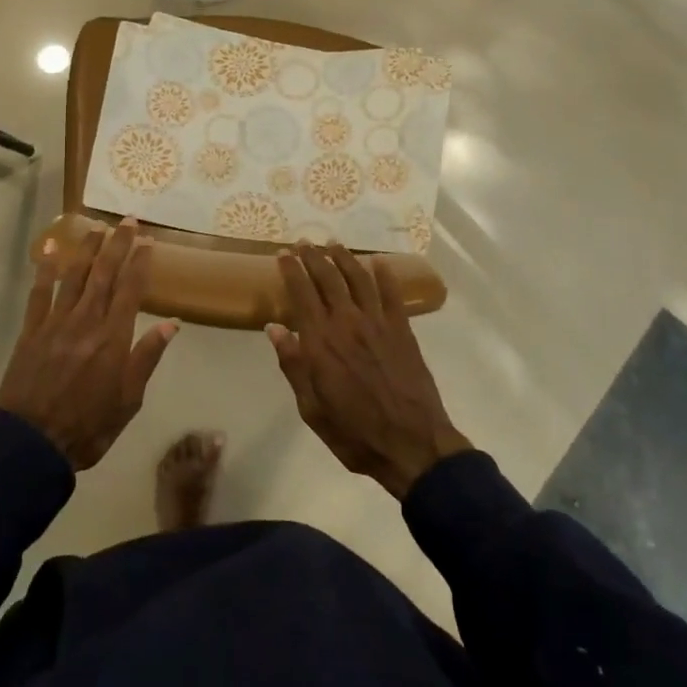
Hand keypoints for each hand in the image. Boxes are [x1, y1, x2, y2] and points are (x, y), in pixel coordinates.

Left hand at [0, 219, 177, 469]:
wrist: (31, 444)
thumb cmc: (88, 426)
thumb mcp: (129, 400)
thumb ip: (146, 358)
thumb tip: (170, 323)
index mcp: (113, 338)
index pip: (131, 290)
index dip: (140, 262)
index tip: (148, 240)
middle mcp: (86, 321)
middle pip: (104, 274)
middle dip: (117, 245)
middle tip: (127, 221)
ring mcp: (56, 323)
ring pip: (74, 276)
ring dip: (87, 249)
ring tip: (96, 227)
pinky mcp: (31, 331)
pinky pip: (39, 294)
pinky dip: (45, 270)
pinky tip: (50, 250)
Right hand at [267, 242, 469, 498]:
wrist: (411, 443)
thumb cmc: (354, 432)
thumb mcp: (312, 408)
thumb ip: (293, 365)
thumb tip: (275, 328)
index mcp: (320, 341)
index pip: (301, 293)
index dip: (291, 270)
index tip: (283, 254)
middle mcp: (347, 322)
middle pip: (328, 278)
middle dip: (313, 257)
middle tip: (304, 242)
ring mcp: (378, 323)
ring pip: (358, 278)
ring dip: (344, 258)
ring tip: (333, 244)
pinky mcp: (402, 330)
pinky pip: (392, 294)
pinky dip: (384, 275)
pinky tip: (378, 262)